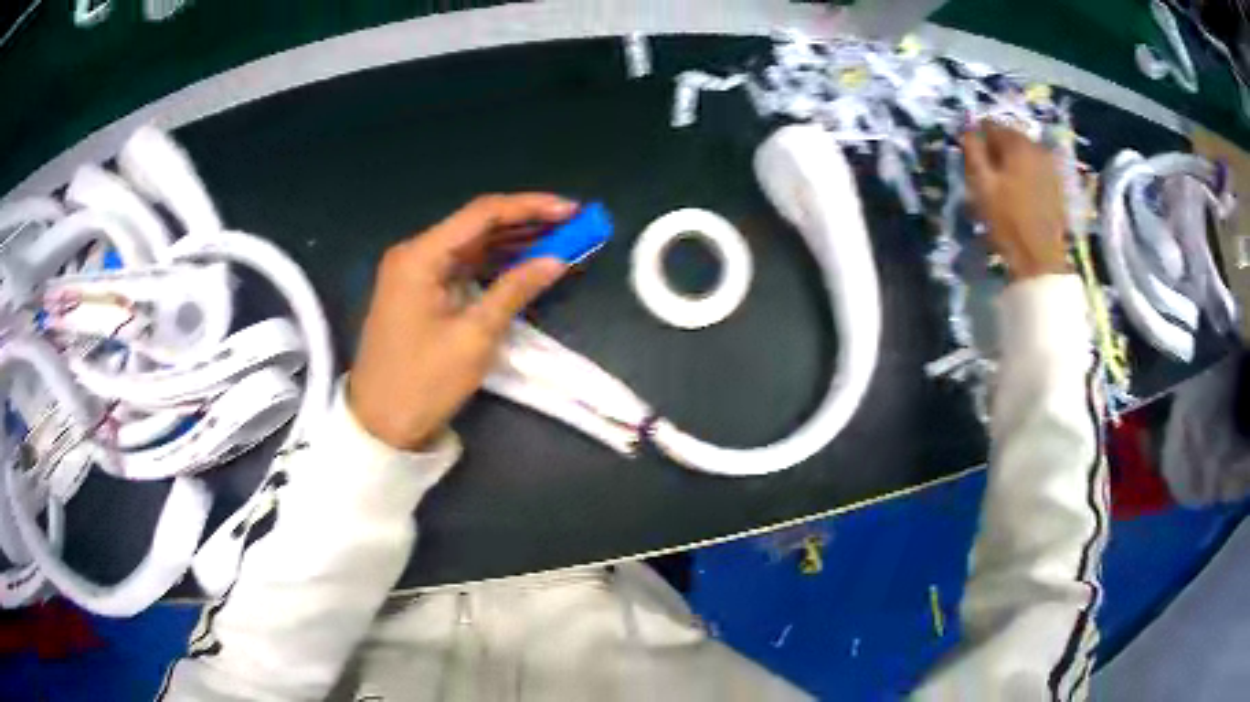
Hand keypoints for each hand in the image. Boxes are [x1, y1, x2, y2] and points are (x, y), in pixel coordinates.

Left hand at [349, 194, 575, 449]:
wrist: (381, 425)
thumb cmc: (424, 382)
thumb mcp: (474, 336)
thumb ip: (515, 289)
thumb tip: (557, 259)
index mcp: (420, 255)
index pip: (483, 214)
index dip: (530, 207)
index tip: (572, 210)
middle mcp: (415, 253)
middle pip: (477, 226)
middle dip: (526, 224)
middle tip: (573, 226)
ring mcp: (415, 273)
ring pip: (472, 245)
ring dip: (514, 243)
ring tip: (560, 240)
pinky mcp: (420, 292)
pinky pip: (462, 267)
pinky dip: (494, 264)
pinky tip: (526, 263)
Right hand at [962, 121, 1070, 280]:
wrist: (1040, 258)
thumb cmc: (1007, 220)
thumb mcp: (981, 185)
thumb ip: (972, 151)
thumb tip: (967, 130)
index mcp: (1018, 143)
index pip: (991, 125)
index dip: (977, 139)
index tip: (971, 159)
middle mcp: (1037, 148)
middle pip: (1010, 138)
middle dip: (996, 150)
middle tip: (986, 174)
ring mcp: (1051, 166)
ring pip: (1024, 154)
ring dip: (1011, 163)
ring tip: (1003, 186)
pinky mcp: (1058, 185)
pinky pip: (1036, 169)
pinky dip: (1026, 175)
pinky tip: (1020, 194)